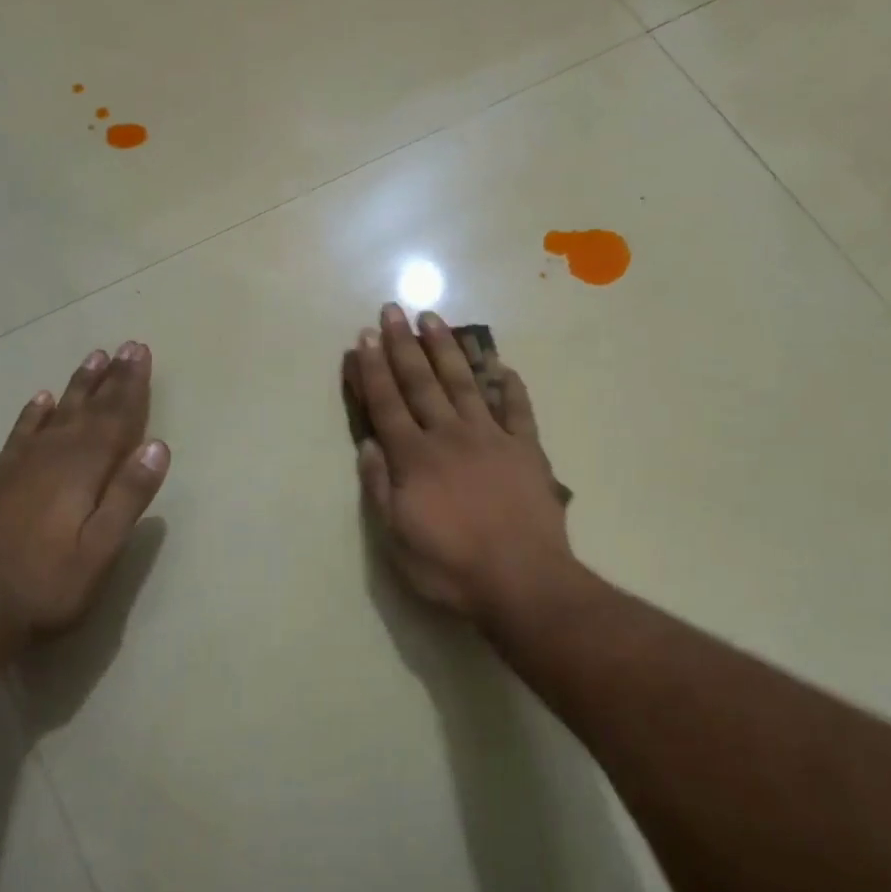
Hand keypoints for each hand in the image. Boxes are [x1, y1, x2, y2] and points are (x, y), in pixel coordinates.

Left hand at [0, 342, 169, 650]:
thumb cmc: (47, 587)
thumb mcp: (100, 551)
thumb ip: (128, 497)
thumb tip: (158, 446)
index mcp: (81, 471)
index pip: (114, 419)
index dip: (131, 386)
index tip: (140, 352)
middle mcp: (50, 457)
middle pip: (87, 409)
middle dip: (110, 378)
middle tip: (126, 346)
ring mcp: (19, 467)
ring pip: (56, 414)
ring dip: (77, 386)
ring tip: (93, 359)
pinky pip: (21, 433)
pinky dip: (35, 413)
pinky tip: (42, 399)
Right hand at [350, 305, 572, 619]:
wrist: (522, 581)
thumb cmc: (451, 567)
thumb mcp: (398, 539)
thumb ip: (381, 488)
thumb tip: (368, 445)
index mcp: (415, 458)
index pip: (387, 405)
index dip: (373, 370)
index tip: (364, 339)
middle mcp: (449, 437)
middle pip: (421, 383)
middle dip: (403, 345)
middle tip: (392, 310)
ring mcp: (491, 438)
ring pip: (464, 383)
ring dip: (447, 349)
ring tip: (434, 319)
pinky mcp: (526, 449)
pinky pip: (517, 409)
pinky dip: (509, 385)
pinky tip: (502, 365)